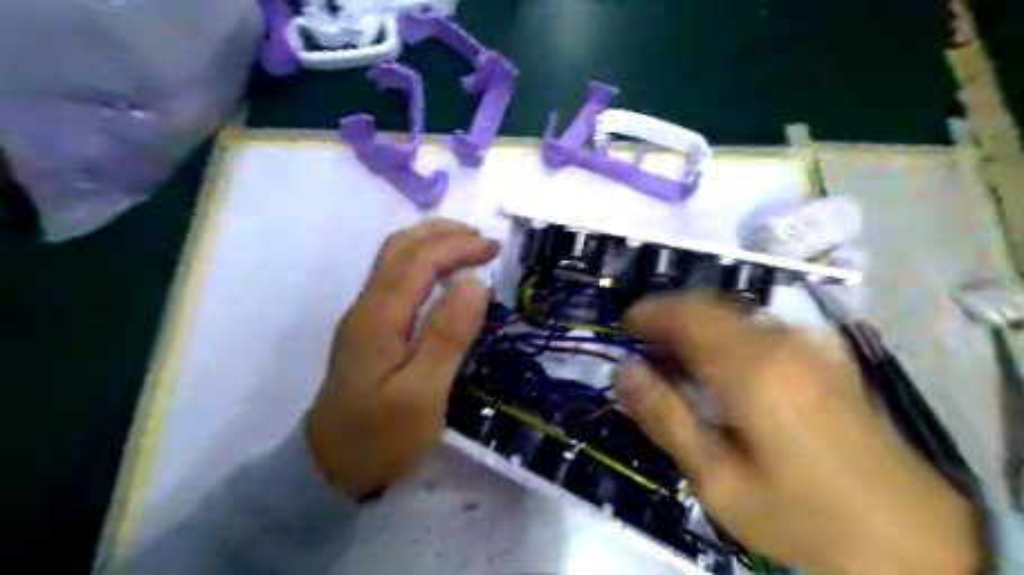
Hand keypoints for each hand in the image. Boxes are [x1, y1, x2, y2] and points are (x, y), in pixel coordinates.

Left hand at [305, 219, 498, 499]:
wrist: (330, 470)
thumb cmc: (382, 439)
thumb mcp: (423, 396)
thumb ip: (447, 336)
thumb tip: (474, 281)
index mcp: (378, 318)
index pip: (418, 260)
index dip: (457, 246)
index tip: (494, 249)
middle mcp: (365, 307)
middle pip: (400, 248)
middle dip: (444, 235)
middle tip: (485, 242)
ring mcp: (363, 317)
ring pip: (393, 259)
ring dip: (431, 243)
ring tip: (468, 248)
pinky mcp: (368, 329)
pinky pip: (394, 277)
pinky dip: (423, 262)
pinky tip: (441, 275)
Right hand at [616, 294, 982, 574]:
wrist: (912, 537)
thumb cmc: (802, 515)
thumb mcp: (718, 482)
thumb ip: (666, 419)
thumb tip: (624, 372)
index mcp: (752, 370)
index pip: (685, 315)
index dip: (647, 313)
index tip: (623, 328)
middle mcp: (781, 342)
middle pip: (707, 304)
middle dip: (667, 315)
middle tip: (644, 346)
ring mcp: (808, 344)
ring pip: (731, 311)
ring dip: (695, 323)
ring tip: (674, 357)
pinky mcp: (823, 353)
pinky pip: (756, 325)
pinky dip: (723, 332)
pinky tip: (718, 365)